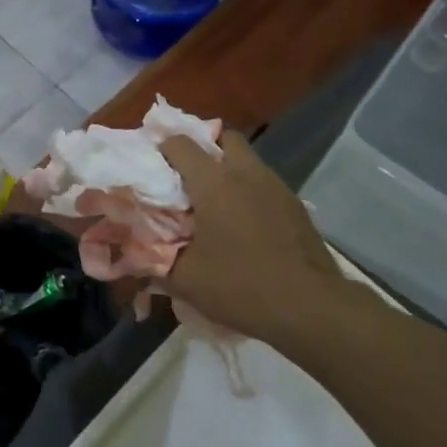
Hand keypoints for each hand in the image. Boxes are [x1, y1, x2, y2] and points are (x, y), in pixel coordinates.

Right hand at [161, 132, 343, 340]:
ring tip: (215, 204)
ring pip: (247, 161)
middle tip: (188, 179)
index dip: (162, 149)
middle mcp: (246, 173)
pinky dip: (250, 192)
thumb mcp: (185, 279)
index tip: (152, 168)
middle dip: (204, 150)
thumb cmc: (241, 286)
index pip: (181, 144)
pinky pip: (265, 184)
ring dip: (229, 171)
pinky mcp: (296, 206)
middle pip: (223, 138)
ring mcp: (276, 187)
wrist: (310, 307)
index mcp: (213, 182)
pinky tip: (244, 225)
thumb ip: (155, 260)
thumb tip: (136, 254)